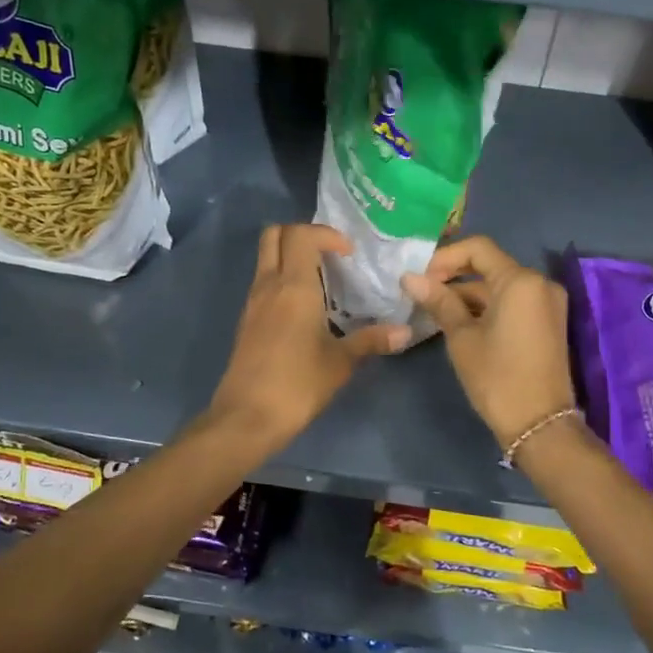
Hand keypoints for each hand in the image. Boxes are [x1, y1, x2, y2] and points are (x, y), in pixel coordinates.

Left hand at [206, 224, 410, 451]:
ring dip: (291, 256)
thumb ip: (371, 341)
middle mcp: (269, 285)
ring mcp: (253, 302)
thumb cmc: (297, 384)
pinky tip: (305, 307)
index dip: (326, 234)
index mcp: (293, 286)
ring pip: (266, 257)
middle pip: (274, 234)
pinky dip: (282, 278)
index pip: (301, 235)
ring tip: (323, 280)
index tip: (349, 254)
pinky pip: (263, 281)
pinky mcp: (247, 320)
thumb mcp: (340, 362)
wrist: (247, 418)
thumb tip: (405, 332)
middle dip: (303, 234)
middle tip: (330, 255)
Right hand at [401, 236, 577, 453]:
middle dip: (454, 275)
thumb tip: (409, 277)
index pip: (478, 248)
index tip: (420, 277)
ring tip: (434, 309)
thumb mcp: (462, 337)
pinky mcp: (548, 322)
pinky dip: (487, 306)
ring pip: (500, 286)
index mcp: (520, 280)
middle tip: (422, 292)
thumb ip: (439, 301)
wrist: (540, 426)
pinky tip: (459, 321)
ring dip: (468, 293)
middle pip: (490, 265)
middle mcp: (540, 283)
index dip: (445, 257)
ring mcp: (547, 303)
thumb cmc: (497, 377)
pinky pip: (513, 302)